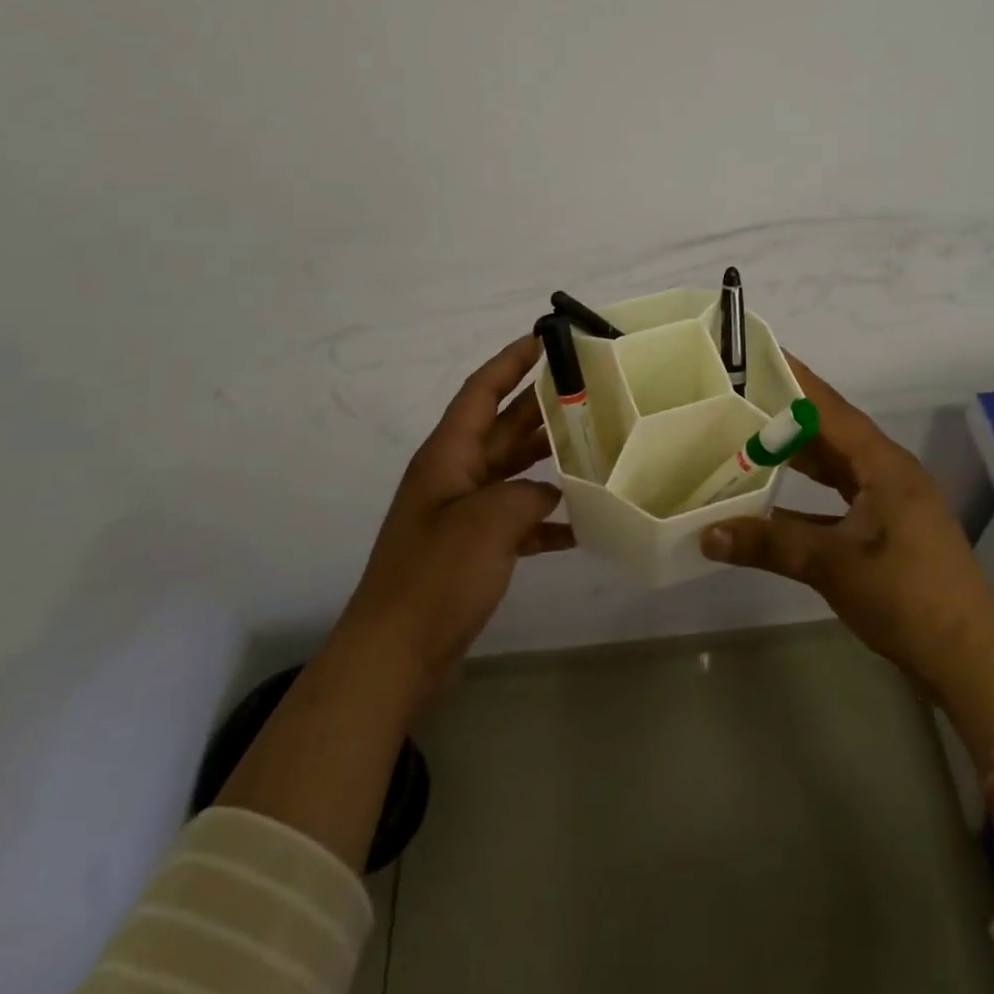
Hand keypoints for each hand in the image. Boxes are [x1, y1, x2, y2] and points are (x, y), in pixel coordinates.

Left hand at [338, 333, 572, 718]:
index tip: (543, 339)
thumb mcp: (489, 522)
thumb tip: (551, 494)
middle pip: (503, 428)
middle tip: (590, 392)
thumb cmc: (436, 577)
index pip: (480, 392)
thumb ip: (528, 494)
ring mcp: (463, 514)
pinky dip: (545, 518)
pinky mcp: (473, 550)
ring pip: (514, 472)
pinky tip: (581, 525)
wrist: (396, 655)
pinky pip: (517, 519)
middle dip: (542, 408)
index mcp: (447, 456)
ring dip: (549, 460)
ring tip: (596, 448)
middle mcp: (454, 477)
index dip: (510, 362)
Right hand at [701, 356, 993, 706]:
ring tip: (746, 439)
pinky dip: (804, 497)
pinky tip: (770, 503)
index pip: (830, 409)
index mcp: (884, 464)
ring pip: (834, 467)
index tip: (759, 355)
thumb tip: (706, 533)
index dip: (795, 380)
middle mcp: (888, 473)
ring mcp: (890, 504)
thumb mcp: (833, 563)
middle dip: (787, 416)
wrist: (968, 658)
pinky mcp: (886, 532)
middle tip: (738, 398)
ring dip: (796, 456)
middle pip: (831, 433)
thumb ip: (769, 542)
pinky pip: (837, 499)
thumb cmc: (906, 596)